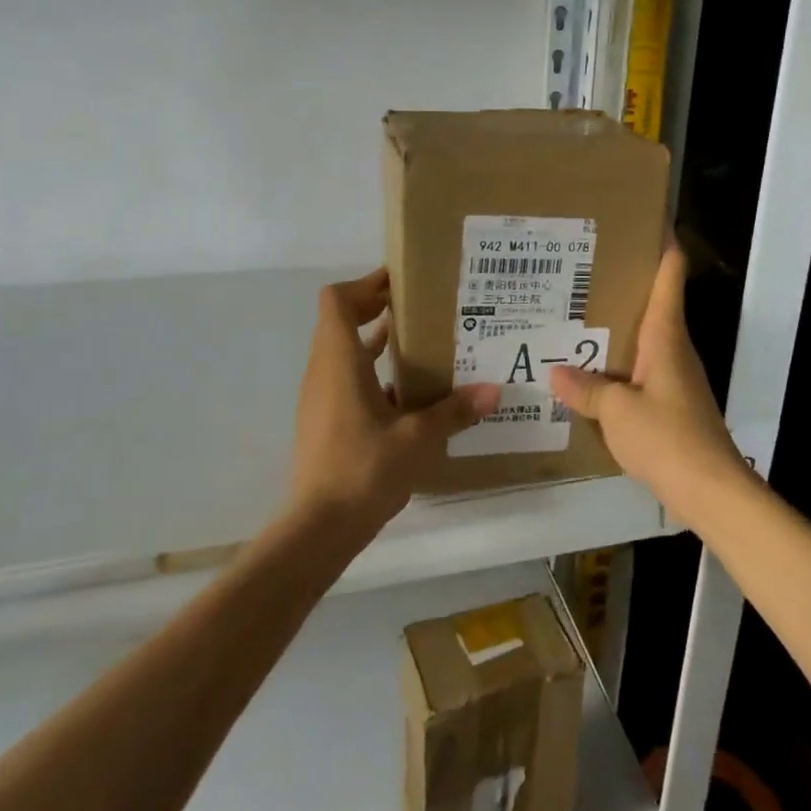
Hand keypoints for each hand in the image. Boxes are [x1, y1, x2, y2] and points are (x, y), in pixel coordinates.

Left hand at [290, 269, 500, 537]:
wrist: (318, 528)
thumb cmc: (364, 470)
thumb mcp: (417, 438)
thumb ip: (453, 411)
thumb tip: (492, 390)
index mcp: (339, 362)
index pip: (337, 301)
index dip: (366, 284)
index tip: (401, 282)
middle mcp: (323, 371)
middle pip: (340, 321)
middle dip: (376, 308)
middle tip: (420, 308)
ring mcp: (320, 398)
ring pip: (343, 351)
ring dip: (375, 342)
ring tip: (421, 344)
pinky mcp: (323, 421)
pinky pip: (345, 379)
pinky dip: (371, 372)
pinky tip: (407, 393)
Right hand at [550, 241, 748, 513]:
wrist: (710, 489)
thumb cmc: (667, 438)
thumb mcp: (617, 412)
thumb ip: (586, 390)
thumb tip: (556, 374)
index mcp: (666, 337)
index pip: (670, 278)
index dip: (662, 246)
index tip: (644, 220)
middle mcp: (674, 349)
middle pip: (654, 303)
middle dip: (624, 284)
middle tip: (583, 269)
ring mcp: (675, 377)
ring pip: (644, 339)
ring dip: (617, 326)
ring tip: (577, 315)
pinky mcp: (671, 403)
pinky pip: (640, 370)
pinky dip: (618, 363)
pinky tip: (591, 372)